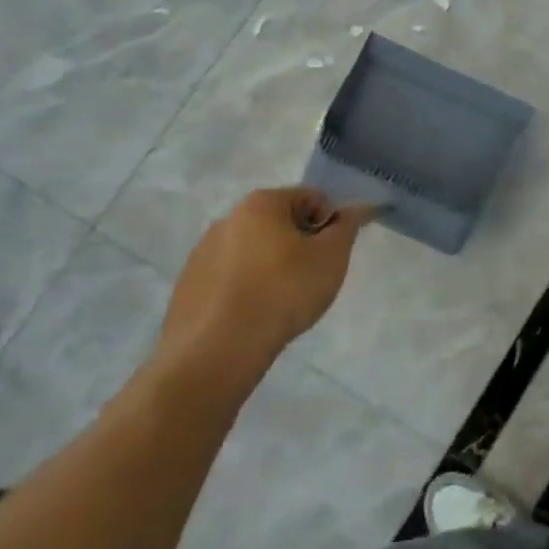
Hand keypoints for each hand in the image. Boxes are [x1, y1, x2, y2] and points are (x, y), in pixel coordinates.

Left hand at [159, 187, 375, 385]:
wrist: (217, 350)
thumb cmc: (283, 292)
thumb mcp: (331, 256)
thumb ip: (348, 226)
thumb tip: (359, 206)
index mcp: (261, 203)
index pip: (312, 198)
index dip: (331, 224)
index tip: (332, 256)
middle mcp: (227, 219)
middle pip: (281, 222)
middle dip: (302, 245)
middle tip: (312, 278)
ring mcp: (202, 252)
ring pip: (255, 250)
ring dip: (274, 266)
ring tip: (282, 301)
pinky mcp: (189, 285)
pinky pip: (231, 276)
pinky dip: (248, 287)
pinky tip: (254, 315)